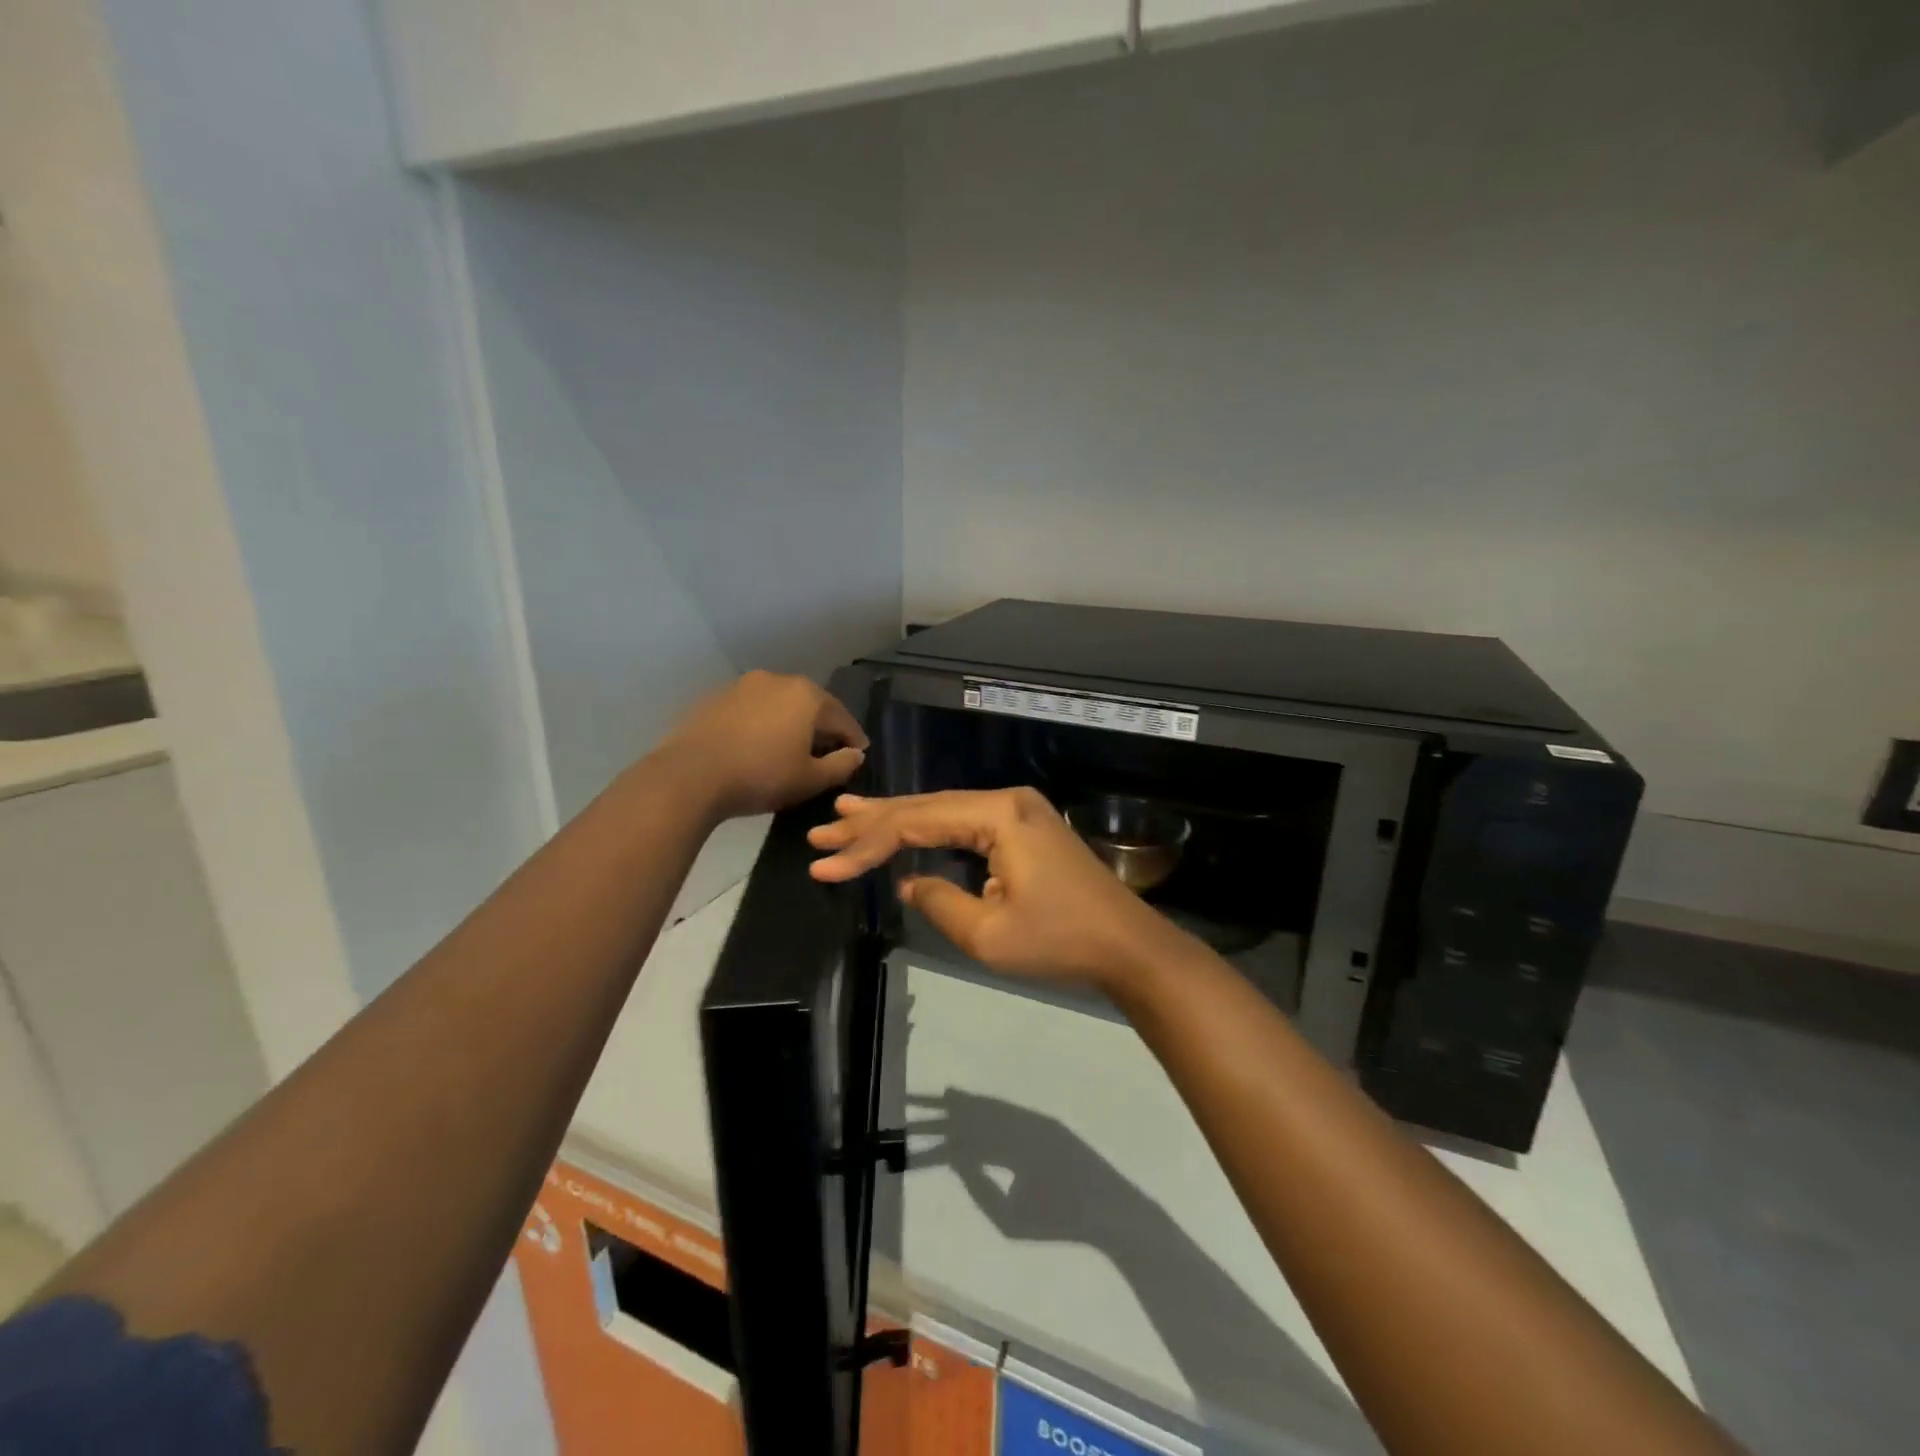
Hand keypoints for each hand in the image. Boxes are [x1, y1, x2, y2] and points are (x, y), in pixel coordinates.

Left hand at [653, 671, 867, 820]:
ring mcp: (744, 685)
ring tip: (789, 750)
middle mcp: (778, 680)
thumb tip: (855, 754)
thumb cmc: (761, 776)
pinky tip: (757, 746)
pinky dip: (762, 724)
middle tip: (825, 754)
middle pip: (811, 706)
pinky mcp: (717, 697)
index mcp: (808, 696)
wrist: (690, 775)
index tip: (858, 756)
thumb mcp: (810, 780)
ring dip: (790, 724)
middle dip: (821, 728)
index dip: (854, 740)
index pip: (842, 718)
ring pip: (780, 705)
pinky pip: (752, 710)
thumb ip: (842, 765)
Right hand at [807, 787, 1192, 994]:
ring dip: (896, 820)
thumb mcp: (988, 934)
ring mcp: (1018, 813)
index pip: (916, 822)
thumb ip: (938, 902)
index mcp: (998, 814)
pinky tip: (903, 830)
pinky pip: (964, 825)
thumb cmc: (1061, 941)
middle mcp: (1006, 801)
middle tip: (824, 826)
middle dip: (872, 820)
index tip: (824, 863)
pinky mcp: (1024, 830)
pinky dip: (929, 830)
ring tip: (848, 816)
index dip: (866, 844)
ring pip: (943, 813)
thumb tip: (910, 881)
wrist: (1129, 946)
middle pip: (926, 807)